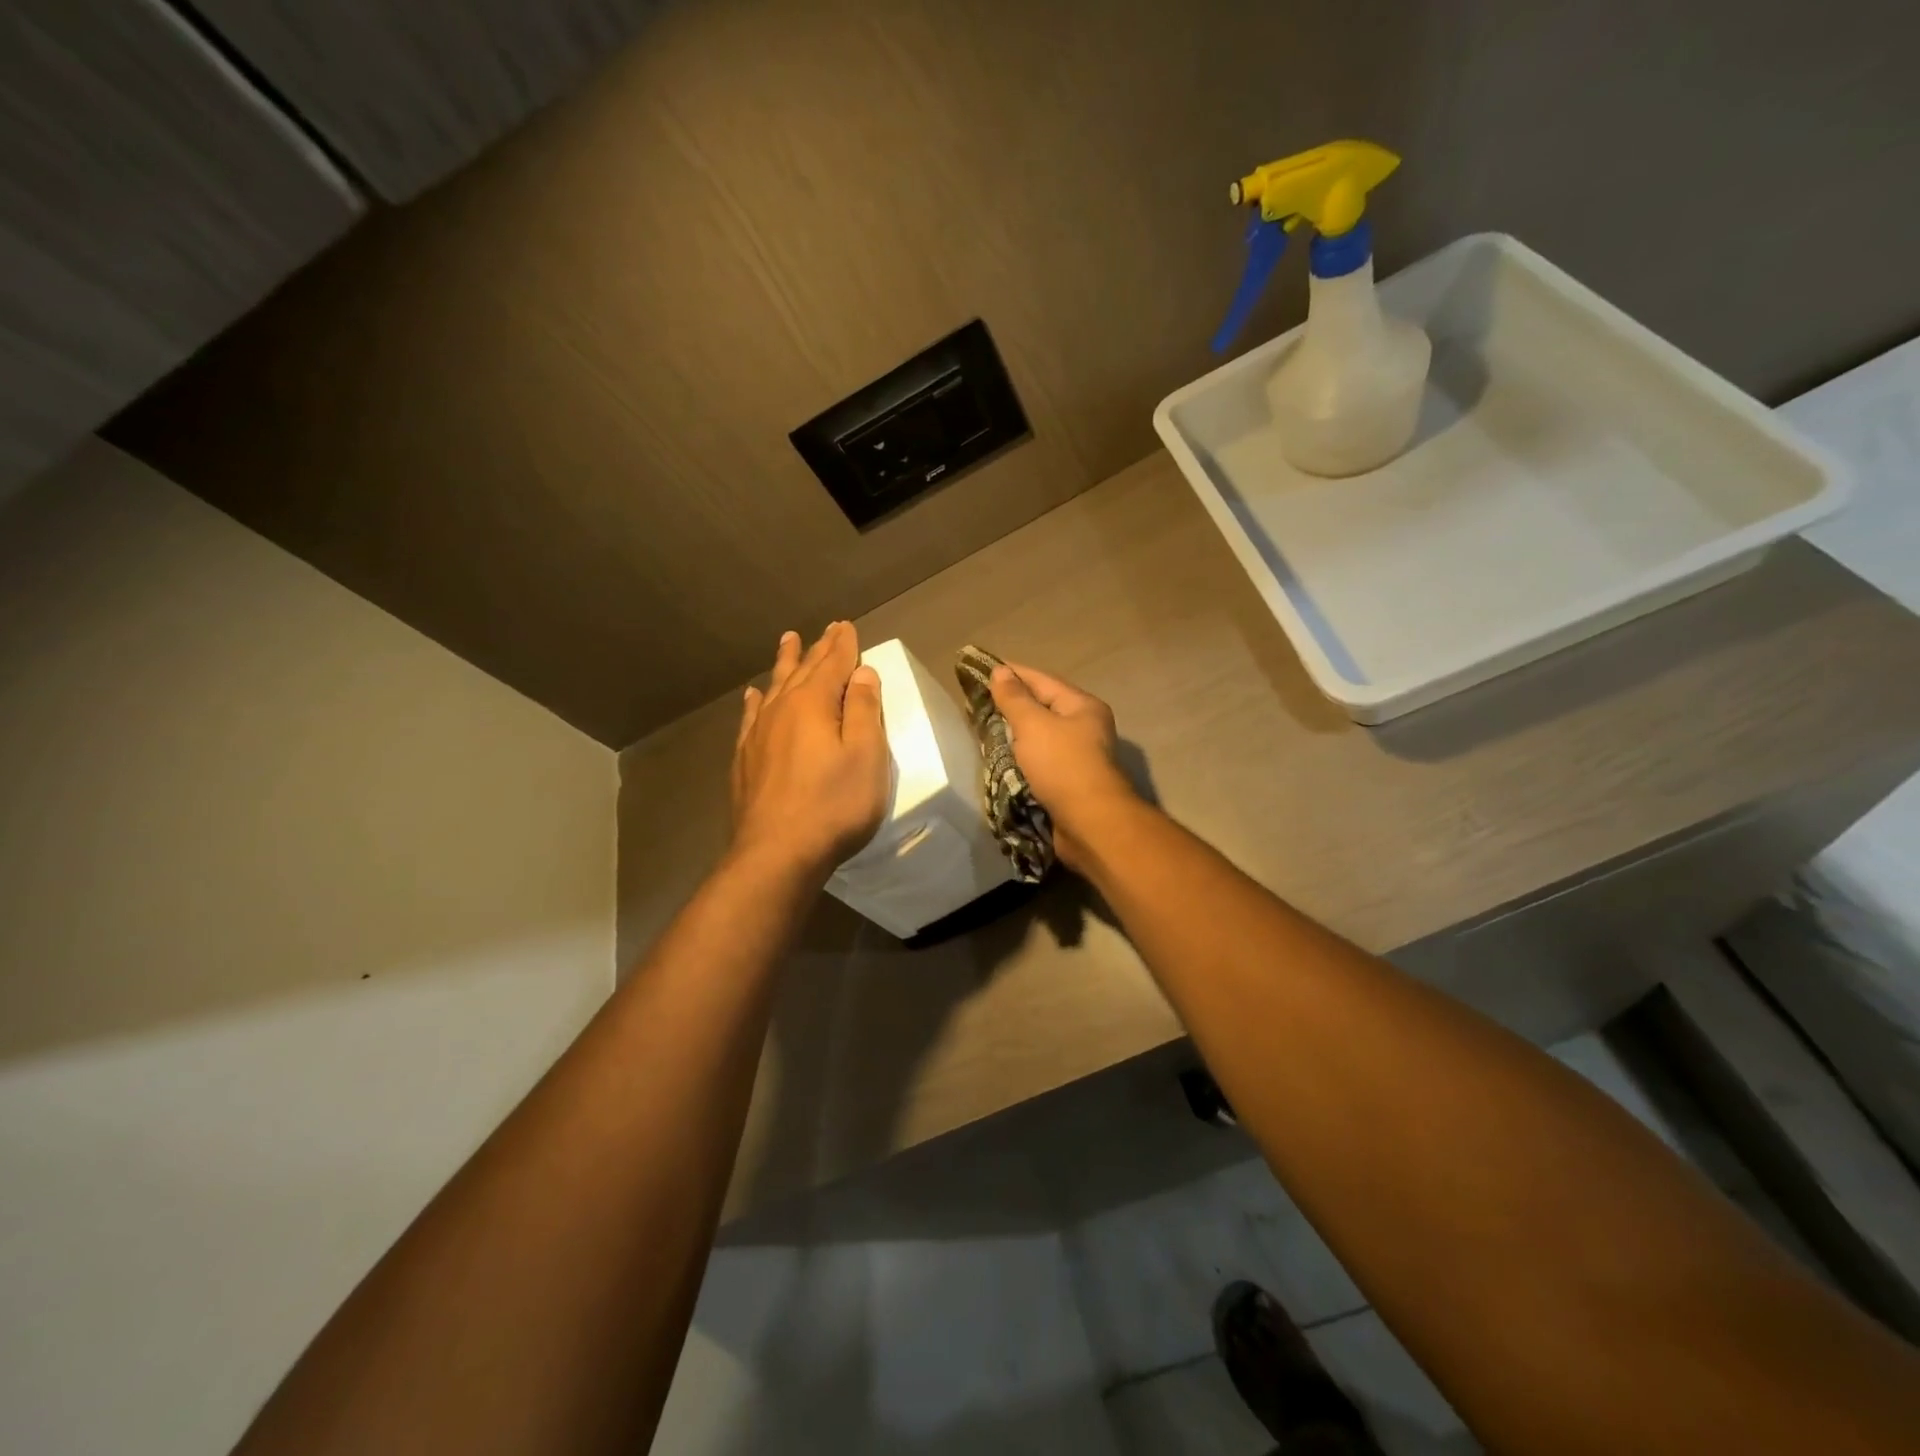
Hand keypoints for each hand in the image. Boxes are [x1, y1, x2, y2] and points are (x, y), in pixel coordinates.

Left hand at [730, 622, 889, 882]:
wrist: (776, 853)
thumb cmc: (833, 806)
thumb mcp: (866, 756)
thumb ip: (865, 710)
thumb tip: (861, 672)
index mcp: (814, 704)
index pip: (833, 664)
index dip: (843, 645)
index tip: (847, 626)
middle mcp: (782, 710)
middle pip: (803, 670)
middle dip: (818, 648)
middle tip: (827, 629)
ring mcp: (758, 734)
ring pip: (774, 687)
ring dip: (784, 663)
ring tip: (787, 641)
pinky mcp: (745, 760)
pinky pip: (751, 716)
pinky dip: (756, 701)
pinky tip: (753, 695)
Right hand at [988, 663, 1141, 871]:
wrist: (1089, 824)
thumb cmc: (1063, 766)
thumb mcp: (1034, 725)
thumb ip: (1014, 698)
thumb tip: (1000, 671)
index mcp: (1082, 706)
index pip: (1041, 680)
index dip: (1011, 673)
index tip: (980, 668)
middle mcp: (1083, 727)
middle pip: (1041, 708)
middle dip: (1009, 705)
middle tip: (975, 702)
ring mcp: (1076, 757)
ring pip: (1038, 738)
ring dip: (1012, 735)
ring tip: (980, 729)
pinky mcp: (1066, 783)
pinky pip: (1037, 762)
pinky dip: (1019, 759)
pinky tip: (997, 759)